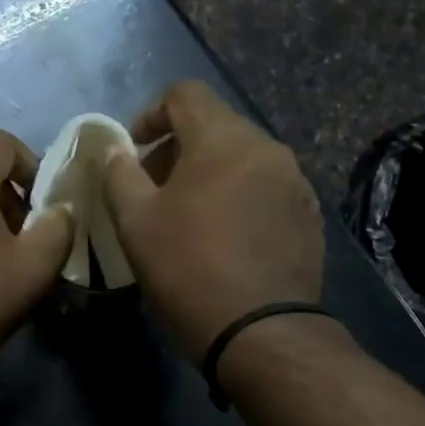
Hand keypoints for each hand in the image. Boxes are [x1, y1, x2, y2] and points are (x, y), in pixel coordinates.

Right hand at [103, 81, 323, 359]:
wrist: (259, 331)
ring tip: (189, 215)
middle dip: (178, 148)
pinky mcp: (309, 216)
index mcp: (224, 139)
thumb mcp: (135, 222)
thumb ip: (120, 175)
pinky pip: (266, 188)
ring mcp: (295, 183)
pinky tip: (225, 237)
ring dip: (210, 173)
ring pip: (243, 158)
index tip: (134, 149)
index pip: (185, 94)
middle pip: (216, 126)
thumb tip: (115, 151)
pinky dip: (239, 197)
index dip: (151, 113)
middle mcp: (268, 149)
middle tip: (153, 188)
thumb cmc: (188, 268)